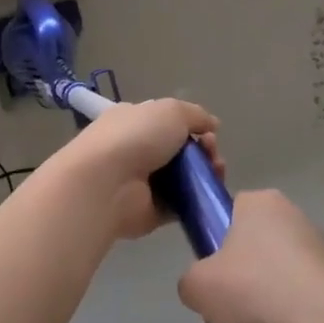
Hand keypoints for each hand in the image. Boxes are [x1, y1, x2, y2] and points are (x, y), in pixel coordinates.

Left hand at [54, 97, 222, 240]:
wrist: (107, 183)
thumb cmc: (136, 137)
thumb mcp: (171, 111)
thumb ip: (195, 115)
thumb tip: (212, 124)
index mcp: (134, 120)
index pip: (167, 122)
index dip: (192, 127)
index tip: (209, 134)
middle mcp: (136, 149)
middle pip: (179, 151)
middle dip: (204, 152)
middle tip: (214, 157)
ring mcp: (143, 182)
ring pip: (184, 178)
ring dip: (205, 175)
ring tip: (216, 174)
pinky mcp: (151, 211)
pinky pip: (180, 205)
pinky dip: (197, 201)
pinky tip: (209, 195)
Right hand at [177, 190, 323, 322]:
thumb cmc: (254, 290)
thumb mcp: (197, 285)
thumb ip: (191, 284)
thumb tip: (208, 293)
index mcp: (261, 205)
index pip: (227, 217)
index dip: (212, 252)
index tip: (210, 283)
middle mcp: (291, 225)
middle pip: (244, 267)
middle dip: (228, 312)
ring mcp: (316, 262)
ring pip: (267, 299)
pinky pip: (293, 316)